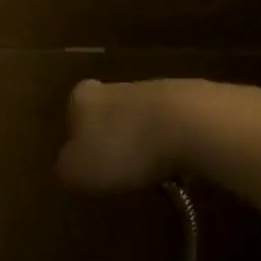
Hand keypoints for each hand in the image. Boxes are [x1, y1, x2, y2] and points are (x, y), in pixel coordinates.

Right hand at [56, 78, 210, 192]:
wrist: (193, 125)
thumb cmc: (124, 148)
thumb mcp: (77, 171)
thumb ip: (66, 168)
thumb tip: (69, 166)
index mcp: (83, 98)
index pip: (72, 113)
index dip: (79, 138)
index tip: (90, 163)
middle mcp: (116, 85)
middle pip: (110, 113)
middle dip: (116, 139)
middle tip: (122, 170)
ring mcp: (157, 89)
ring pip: (145, 119)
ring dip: (148, 143)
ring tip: (156, 174)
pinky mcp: (194, 99)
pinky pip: (177, 127)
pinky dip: (177, 144)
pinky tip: (184, 167)